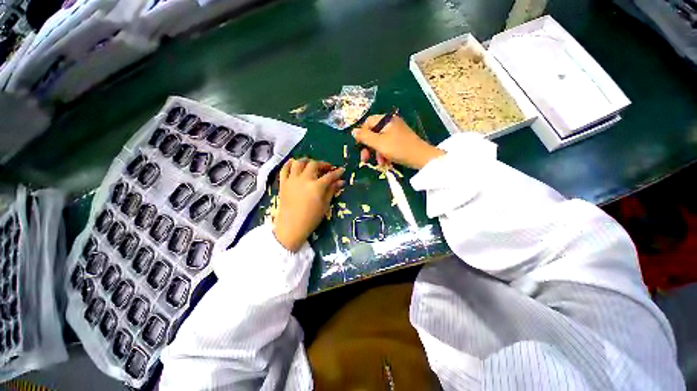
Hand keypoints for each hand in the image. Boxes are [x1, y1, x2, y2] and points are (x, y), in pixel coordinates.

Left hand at [273, 158, 344, 251]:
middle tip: (327, 168)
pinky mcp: (283, 183)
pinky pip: (284, 169)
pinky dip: (289, 163)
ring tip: (311, 164)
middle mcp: (304, 179)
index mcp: (316, 186)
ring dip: (307, 161)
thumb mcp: (324, 205)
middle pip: (314, 165)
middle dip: (323, 164)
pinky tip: (294, 163)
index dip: (337, 172)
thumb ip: (332, 191)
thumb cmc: (311, 218)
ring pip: (299, 163)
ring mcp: (292, 180)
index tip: (341, 170)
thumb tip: (341, 182)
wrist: (291, 227)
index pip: (329, 176)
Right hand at [352, 115, 443, 169]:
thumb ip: (365, 137)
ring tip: (380, 164)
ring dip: (377, 153)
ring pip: (380, 141)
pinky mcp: (400, 140)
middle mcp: (391, 123)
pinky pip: (387, 145)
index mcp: (386, 120)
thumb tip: (353, 131)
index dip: (362, 135)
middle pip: (373, 133)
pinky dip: (385, 153)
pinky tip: (386, 162)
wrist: (421, 157)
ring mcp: (396, 131)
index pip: (367, 123)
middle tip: (365, 159)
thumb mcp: (379, 143)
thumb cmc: (399, 149)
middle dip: (369, 147)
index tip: (360, 147)